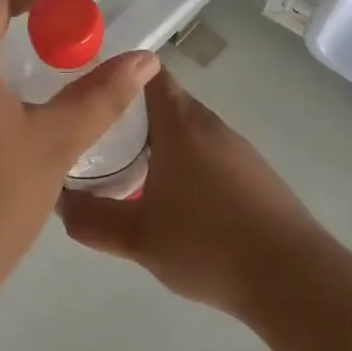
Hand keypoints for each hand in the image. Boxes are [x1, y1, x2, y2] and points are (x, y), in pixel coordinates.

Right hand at [57, 69, 322, 315]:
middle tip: (92, 137)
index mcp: (181, 124)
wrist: (292, 278)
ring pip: (185, 130)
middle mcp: (211, 125)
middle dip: (127, 115)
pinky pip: (206, 153)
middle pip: (163, 101)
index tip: (86, 91)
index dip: (115, 74)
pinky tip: (171, 201)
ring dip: (155, 143)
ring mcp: (237, 149)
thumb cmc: (208, 245)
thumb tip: (59, 201)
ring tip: (124, 170)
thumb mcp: (137, 238)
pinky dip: (182, 163)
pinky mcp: (254, 174)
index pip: (148, 72)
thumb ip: (91, 219)